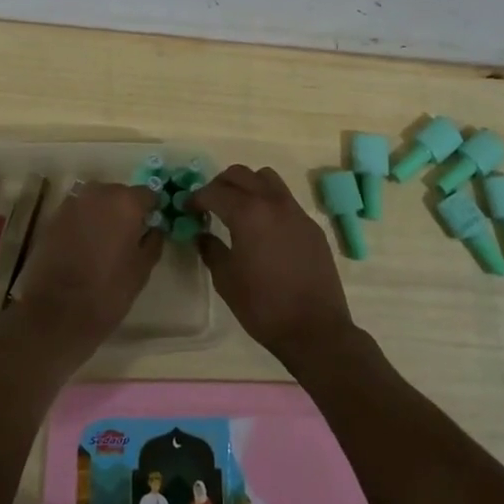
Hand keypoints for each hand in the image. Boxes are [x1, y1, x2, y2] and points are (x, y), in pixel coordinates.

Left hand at [1, 181, 160, 364]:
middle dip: (125, 211)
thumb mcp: (141, 271)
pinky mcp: (53, 217)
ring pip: (96, 202)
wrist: (54, 312)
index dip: (151, 210)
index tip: (151, 227)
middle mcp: (98, 193)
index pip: (147, 194)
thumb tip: (154, 228)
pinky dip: (84, 223)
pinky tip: (83, 248)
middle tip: (127, 238)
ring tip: (104, 244)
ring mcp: (72, 203)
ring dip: (103, 216)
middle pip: (119, 194)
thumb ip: (153, 242)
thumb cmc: (107, 291)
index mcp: (125, 202)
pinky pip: (78, 213)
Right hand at [191, 165, 355, 365]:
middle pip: (240, 174)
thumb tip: (202, 235)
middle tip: (209, 204)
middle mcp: (272, 202)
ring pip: (266, 178)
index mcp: (247, 213)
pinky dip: (268, 202)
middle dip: (220, 184)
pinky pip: (285, 199)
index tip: (188, 209)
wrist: (315, 329)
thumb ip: (211, 250)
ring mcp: (295, 211)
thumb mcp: (226, 280)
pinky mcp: (311, 225)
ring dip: (247, 185)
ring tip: (238, 207)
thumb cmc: (263, 306)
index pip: (214, 192)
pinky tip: (264, 228)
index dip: (196, 198)